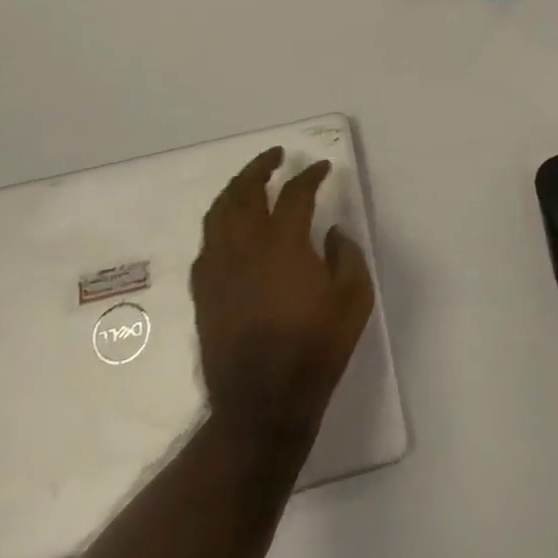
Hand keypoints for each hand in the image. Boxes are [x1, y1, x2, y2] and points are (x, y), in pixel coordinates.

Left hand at [191, 148, 375, 445]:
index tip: (322, 167)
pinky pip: (206, 243)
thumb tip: (332, 232)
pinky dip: (219, 223)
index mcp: (283, 244)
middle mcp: (245, 246)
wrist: (262, 403)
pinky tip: (229, 228)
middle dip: (260, 167)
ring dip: (234, 189)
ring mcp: (219, 268)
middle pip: (244, 191)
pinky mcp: (204, 291)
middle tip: (275, 155)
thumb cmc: (315, 350)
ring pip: (219, 213)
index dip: (310, 175)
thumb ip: (347, 257)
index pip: (295, 194)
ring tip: (249, 181)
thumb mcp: (354, 301)